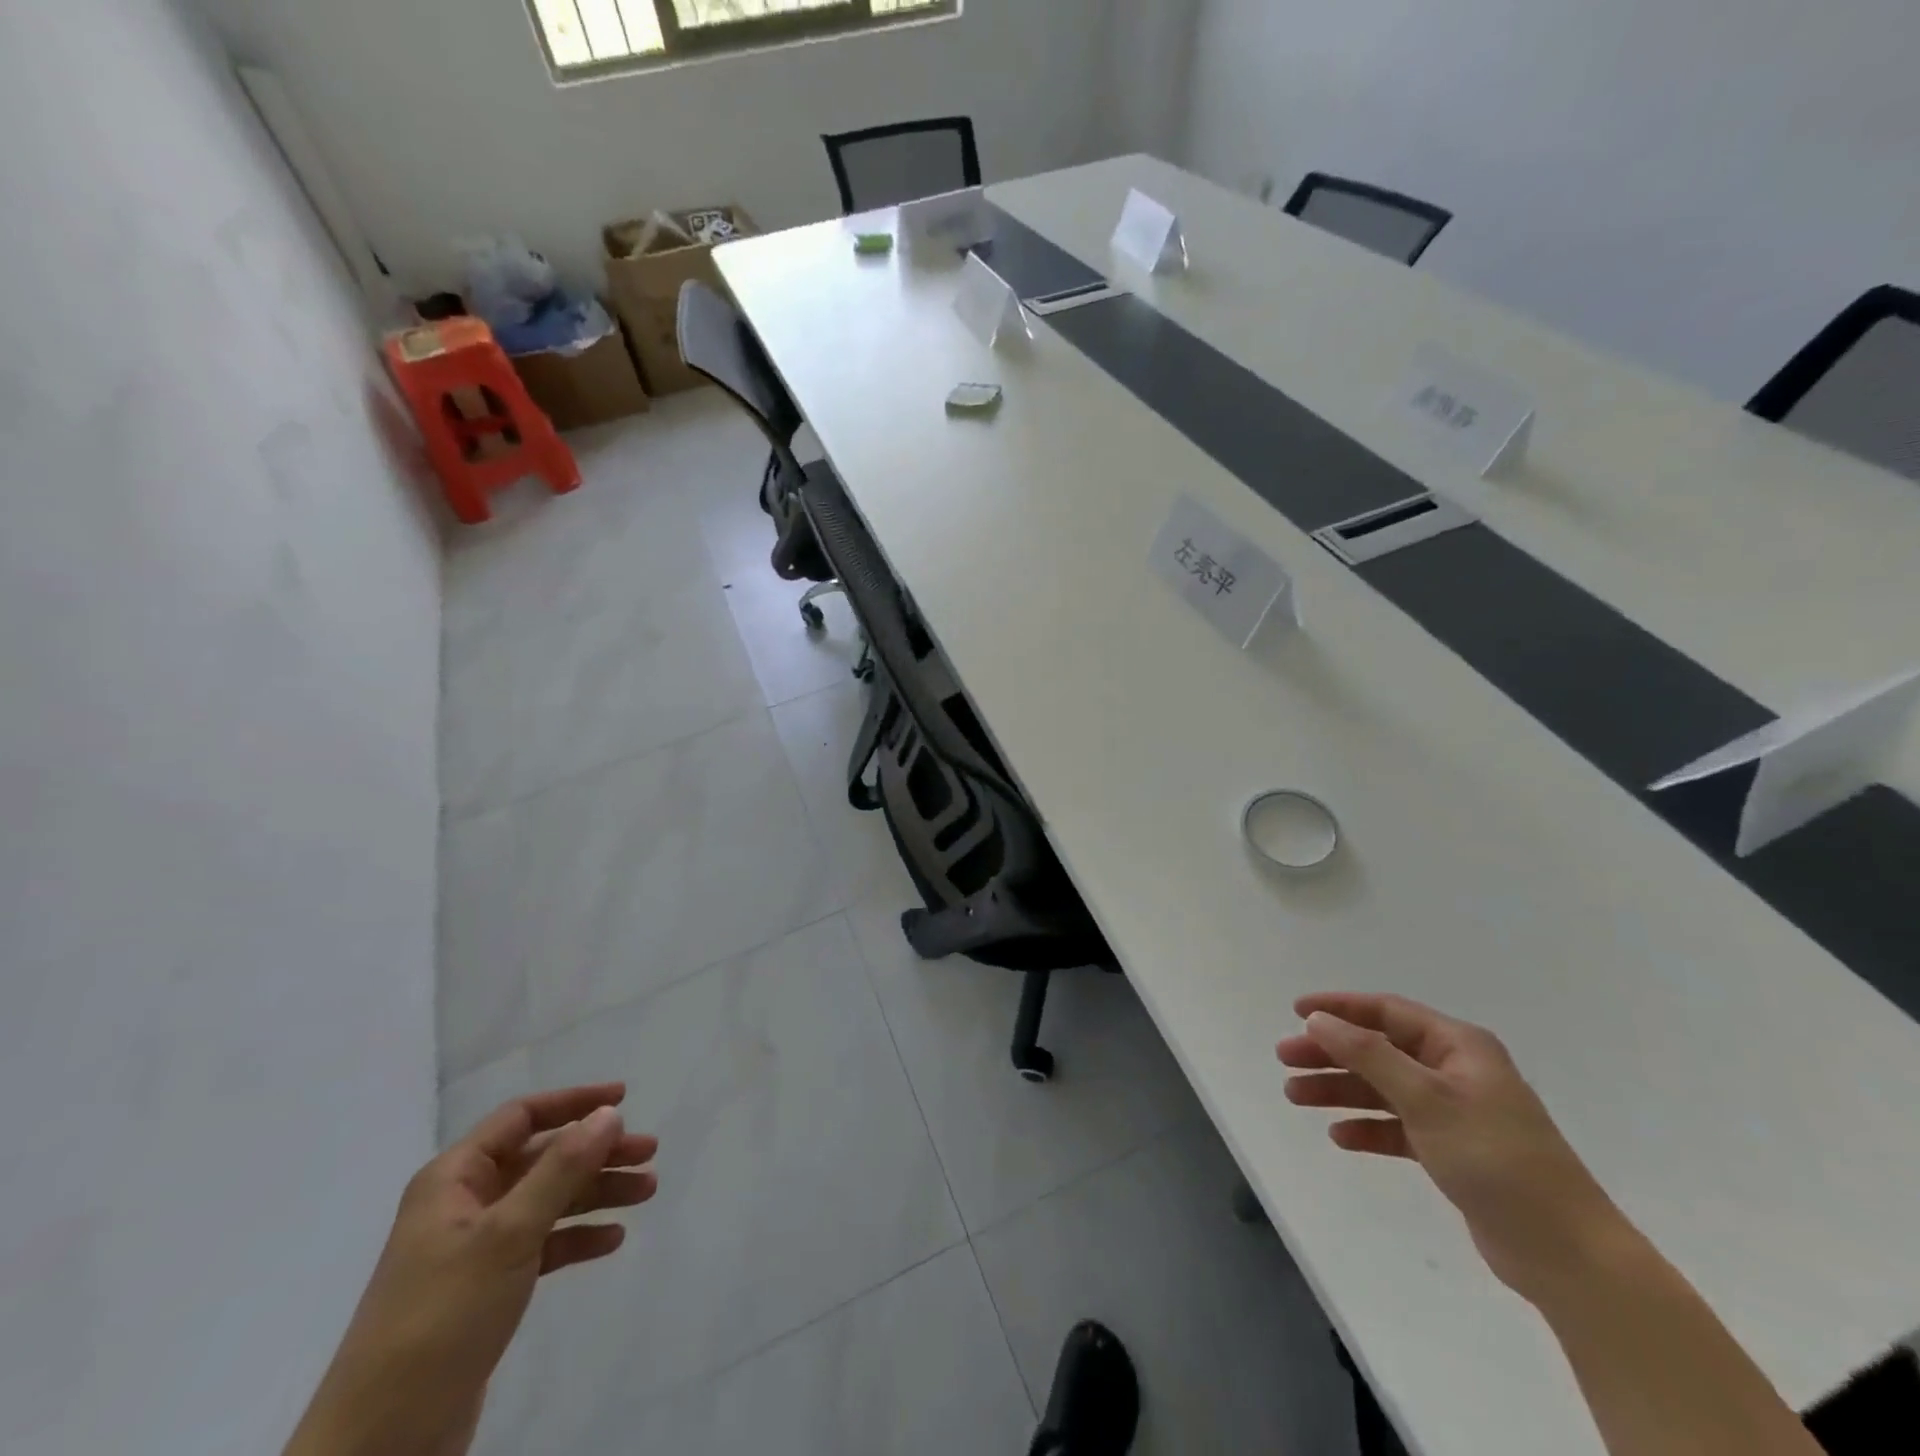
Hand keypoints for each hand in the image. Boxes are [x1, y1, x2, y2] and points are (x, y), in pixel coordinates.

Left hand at [284, 1084, 658, 1455]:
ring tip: (646, 1192)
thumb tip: (609, 1114)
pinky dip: (577, 1237)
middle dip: (597, 1153)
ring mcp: (475, 1248)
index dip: (574, 1102)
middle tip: (649, 1154)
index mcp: (454, 1179)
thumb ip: (562, 1169)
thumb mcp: (508, 1234)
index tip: (625, 1099)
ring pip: (549, 1200)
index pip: (522, 1117)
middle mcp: (464, 1203)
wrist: (380, 1445)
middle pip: (543, 1158)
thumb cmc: (441, 1318)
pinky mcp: (486, 1289)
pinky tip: (612, 1240)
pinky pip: (543, 1244)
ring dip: (596, 1192)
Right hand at [1277, 992, 1628, 1307]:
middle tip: (1285, 1060)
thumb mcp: (1426, 1099)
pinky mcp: (1453, 1152)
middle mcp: (1455, 1071)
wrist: (1567, 1254)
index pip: (1387, 1012)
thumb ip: (1369, 1055)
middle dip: (1330, 1053)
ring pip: (1383, 1088)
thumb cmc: (1496, 1159)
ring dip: (1340, 1090)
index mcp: (1458, 1046)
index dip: (1340, 1008)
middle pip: (1379, 1050)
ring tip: (1295, 1098)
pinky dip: (1368, 1128)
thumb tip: (1320, 1020)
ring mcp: (1455, 1112)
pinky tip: (1340, 1137)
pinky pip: (1398, 1127)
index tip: (1296, 1012)